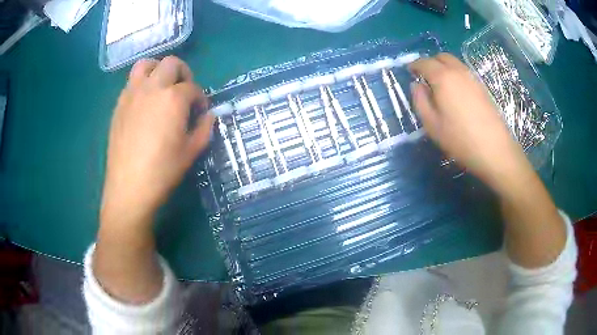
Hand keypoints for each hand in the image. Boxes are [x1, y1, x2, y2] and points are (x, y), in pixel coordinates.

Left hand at [101, 56, 214, 225]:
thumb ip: (205, 128)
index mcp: (174, 98)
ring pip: (146, 64)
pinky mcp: (119, 104)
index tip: (200, 113)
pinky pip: (131, 82)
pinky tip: (144, 103)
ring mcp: (133, 94)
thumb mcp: (191, 151)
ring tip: (161, 86)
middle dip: (183, 74)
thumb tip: (209, 116)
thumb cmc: (163, 171)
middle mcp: (153, 88)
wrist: (129, 187)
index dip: (201, 99)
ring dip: (158, 69)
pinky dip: (142, 84)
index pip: (193, 88)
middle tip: (183, 92)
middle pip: (171, 64)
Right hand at [409, 53, 529, 191]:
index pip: (424, 62)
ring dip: (444, 67)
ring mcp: (473, 78)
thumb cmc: (460, 139)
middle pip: (441, 57)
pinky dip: (456, 74)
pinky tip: (456, 93)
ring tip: (440, 85)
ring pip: (455, 63)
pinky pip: (464, 72)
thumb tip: (416, 85)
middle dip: (430, 62)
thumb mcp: (432, 124)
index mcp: (443, 78)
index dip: (414, 65)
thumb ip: (420, 101)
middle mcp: (458, 71)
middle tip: (425, 77)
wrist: (494, 149)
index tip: (409, 71)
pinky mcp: (482, 87)